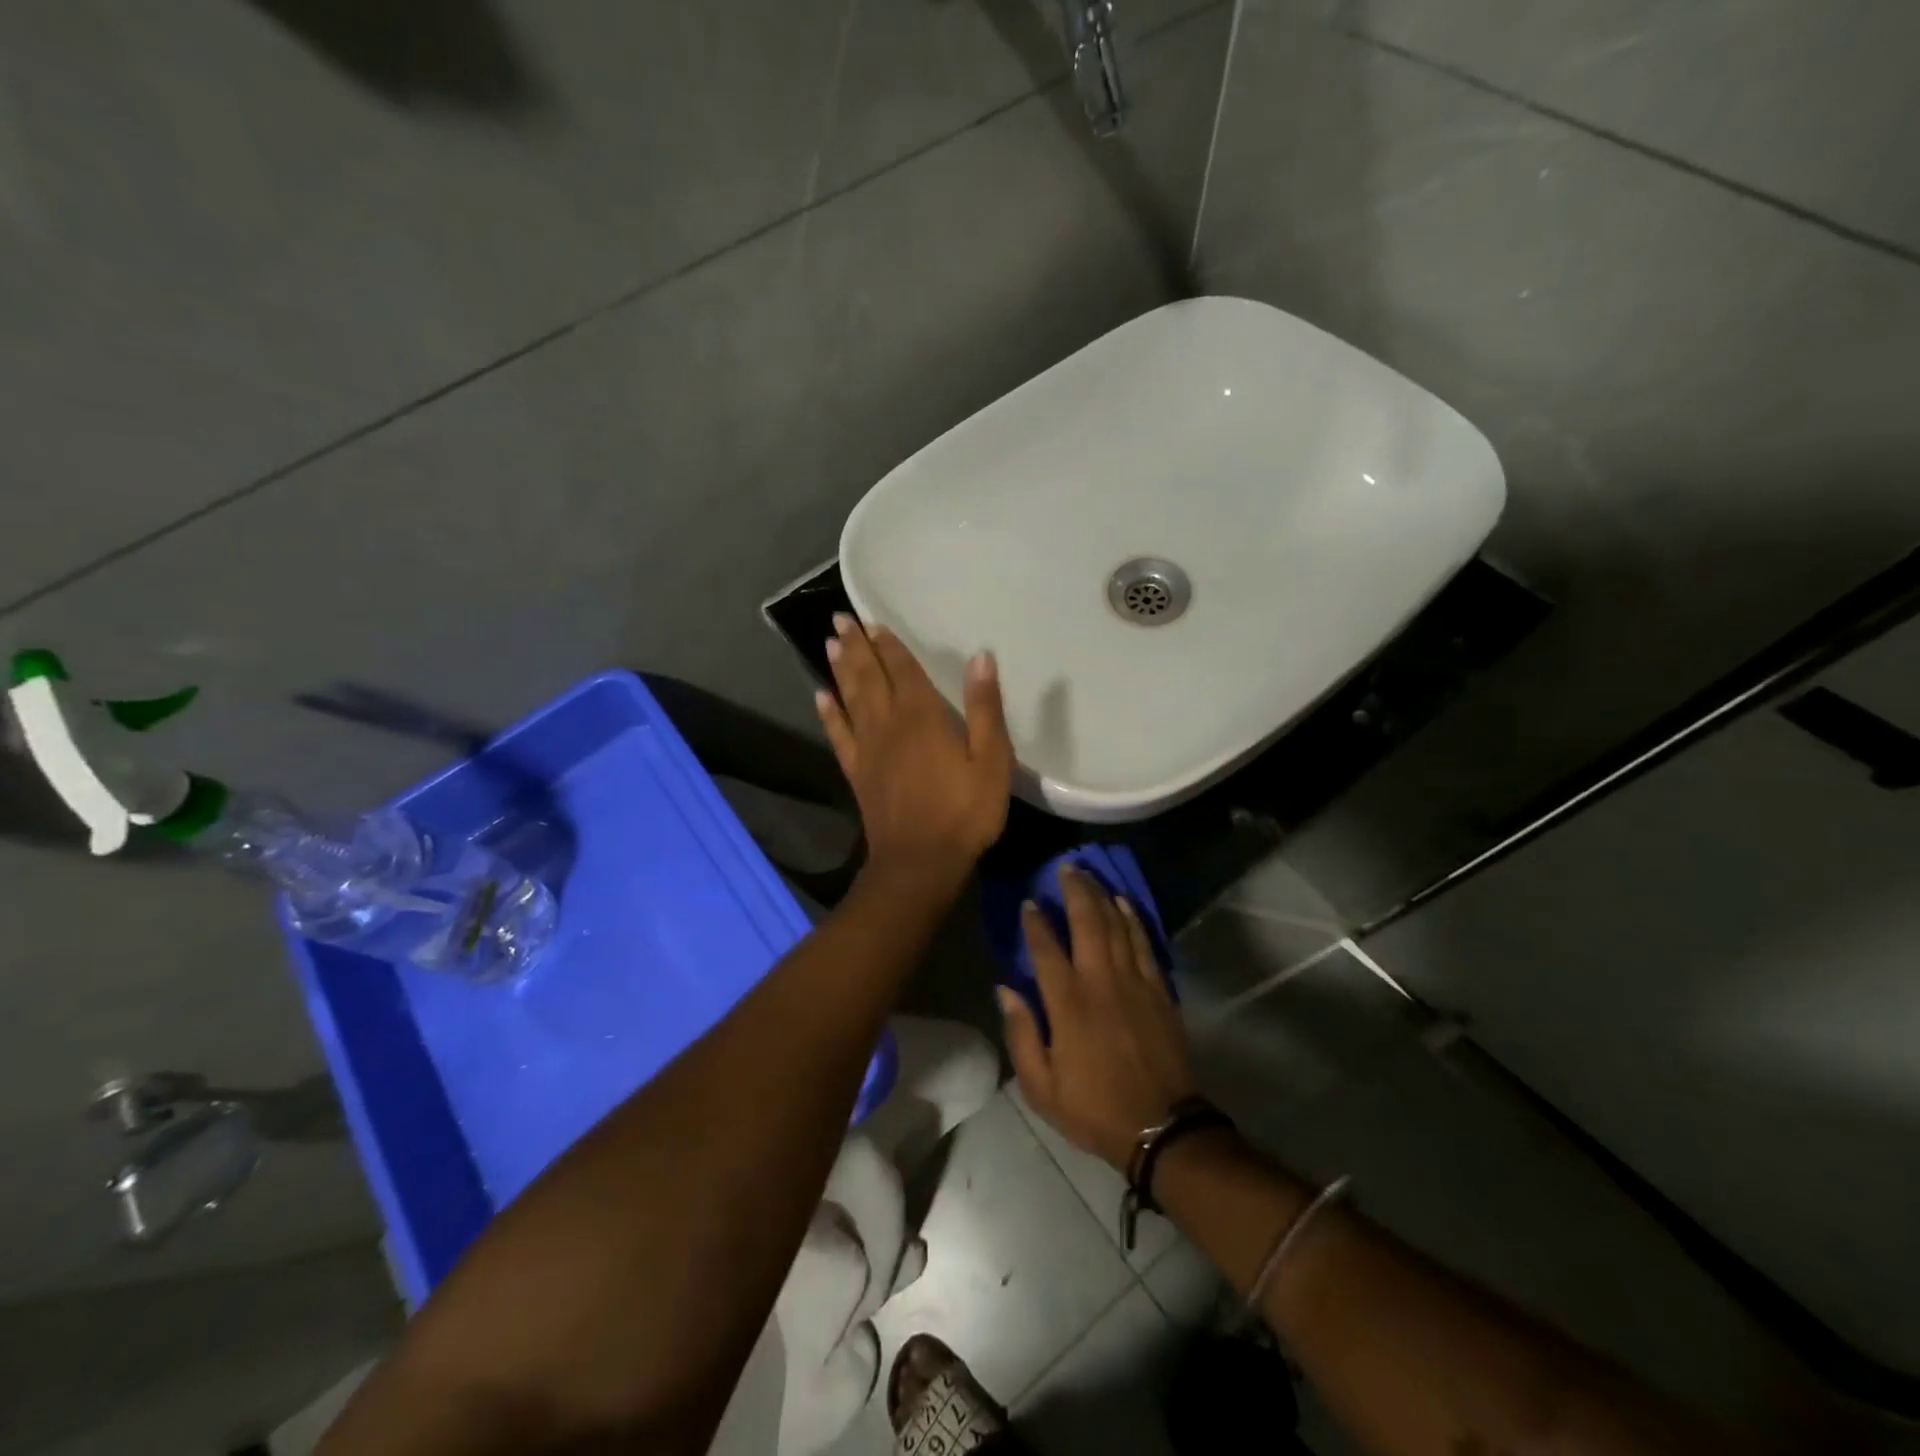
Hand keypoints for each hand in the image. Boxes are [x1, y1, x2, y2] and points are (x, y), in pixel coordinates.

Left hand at [817, 614, 1013, 889]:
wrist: (920, 862)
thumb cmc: (964, 812)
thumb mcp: (992, 761)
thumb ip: (985, 708)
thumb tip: (980, 657)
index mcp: (922, 717)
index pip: (902, 670)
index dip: (889, 645)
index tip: (872, 621)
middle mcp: (888, 724)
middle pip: (869, 677)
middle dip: (856, 647)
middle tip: (839, 620)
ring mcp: (868, 749)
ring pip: (850, 699)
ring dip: (840, 670)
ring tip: (829, 644)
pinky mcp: (857, 773)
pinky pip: (839, 735)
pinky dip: (829, 714)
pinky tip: (821, 697)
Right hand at [999, 864, 1196, 1170]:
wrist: (1161, 1127)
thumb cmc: (1094, 1108)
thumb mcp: (1041, 1087)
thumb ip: (1021, 1034)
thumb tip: (1005, 990)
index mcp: (1069, 1005)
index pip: (1046, 950)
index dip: (1036, 923)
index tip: (1029, 902)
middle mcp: (1101, 982)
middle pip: (1087, 923)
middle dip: (1075, 891)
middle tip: (1065, 868)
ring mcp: (1134, 982)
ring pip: (1117, 925)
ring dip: (1102, 896)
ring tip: (1090, 876)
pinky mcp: (1159, 989)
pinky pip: (1143, 942)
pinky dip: (1133, 919)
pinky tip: (1124, 903)